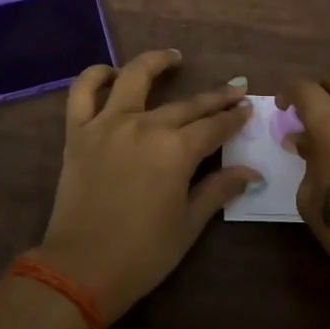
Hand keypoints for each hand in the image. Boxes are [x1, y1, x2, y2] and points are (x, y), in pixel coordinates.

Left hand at [36, 50, 260, 322]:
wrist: (81, 270)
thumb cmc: (143, 253)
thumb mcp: (189, 224)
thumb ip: (219, 189)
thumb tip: (252, 171)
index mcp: (176, 150)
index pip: (214, 126)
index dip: (234, 118)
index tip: (248, 109)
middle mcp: (145, 126)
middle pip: (187, 105)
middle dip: (215, 97)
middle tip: (234, 89)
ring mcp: (108, 124)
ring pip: (134, 78)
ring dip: (156, 62)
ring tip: (173, 58)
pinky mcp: (78, 132)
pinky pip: (82, 92)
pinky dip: (96, 76)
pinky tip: (111, 73)